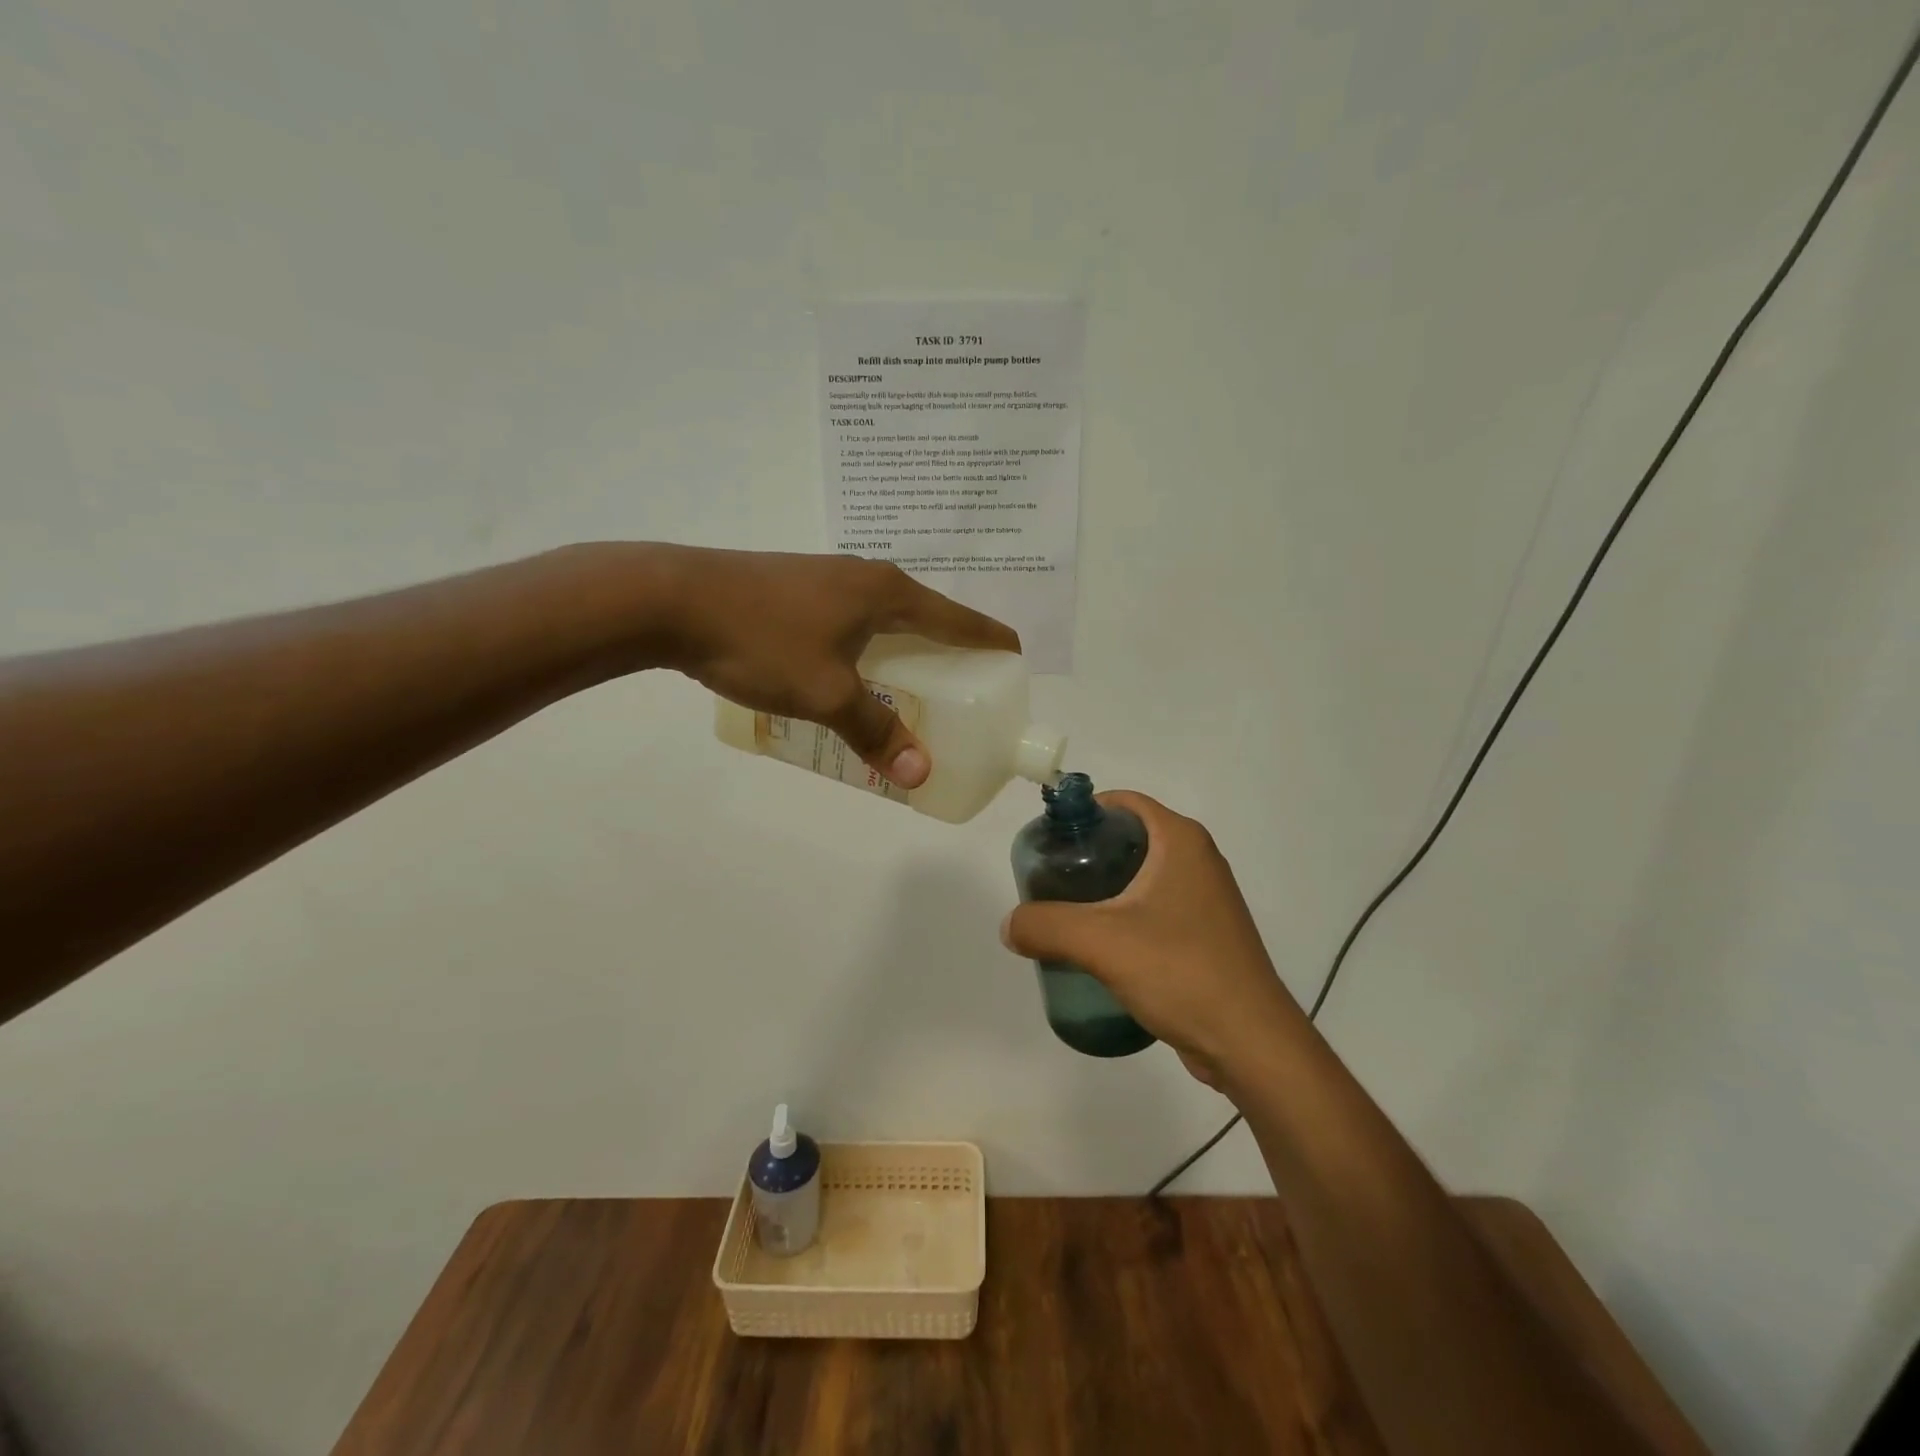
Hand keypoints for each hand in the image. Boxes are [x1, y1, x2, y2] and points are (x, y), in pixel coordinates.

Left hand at [653, 547, 1017, 787]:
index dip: (990, 640)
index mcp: (887, 592)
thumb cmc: (761, 640)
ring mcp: (826, 579)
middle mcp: (864, 578)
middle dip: (949, 651)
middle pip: (925, 617)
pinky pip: (851, 621)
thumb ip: (874, 730)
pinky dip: (868, 649)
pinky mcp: (794, 589)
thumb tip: (919, 773)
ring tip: (911, 688)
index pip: (958, 618)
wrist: (669, 599)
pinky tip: (852, 674)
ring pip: (884, 619)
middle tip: (963, 692)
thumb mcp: (825, 692)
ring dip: (904, 650)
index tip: (1015, 660)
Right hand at [1001, 792, 1300, 1086]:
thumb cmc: (1181, 972)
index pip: (1123, 803)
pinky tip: (1098, 946)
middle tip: (1048, 881)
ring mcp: (1204, 898)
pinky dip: (1123, 915)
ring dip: (1102, 889)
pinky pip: (1153, 908)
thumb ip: (1046, 925)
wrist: (1250, 1043)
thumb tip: (1010, 926)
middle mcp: (1197, 860)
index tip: (1048, 841)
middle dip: (1086, 855)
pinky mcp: (1204, 934)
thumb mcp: (1101, 942)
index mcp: (1180, 841)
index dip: (1082, 813)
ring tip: (1064, 914)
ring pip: (1140, 877)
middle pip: (1128, 838)